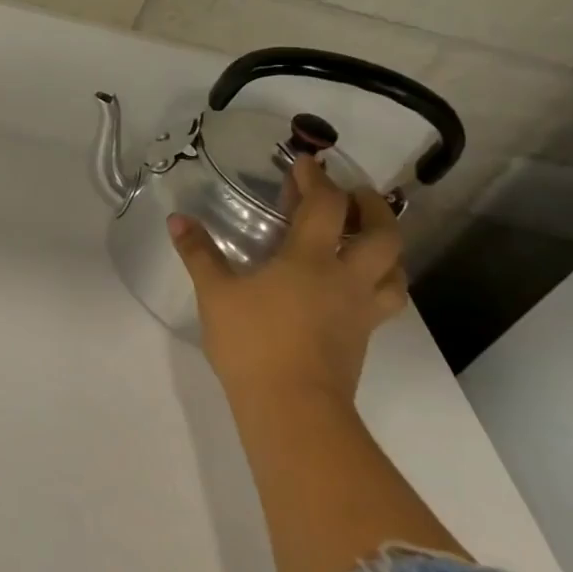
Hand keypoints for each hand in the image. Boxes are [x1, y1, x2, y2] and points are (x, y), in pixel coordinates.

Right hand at [168, 158, 406, 405]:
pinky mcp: (362, 338)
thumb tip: (177, 219)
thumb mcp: (216, 294)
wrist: (293, 408)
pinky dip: (379, 282)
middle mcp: (346, 278)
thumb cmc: (253, 343)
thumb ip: (199, 254)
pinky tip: (356, 286)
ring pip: (395, 270)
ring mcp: (360, 310)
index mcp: (311, 259)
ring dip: (387, 246)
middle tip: (354, 194)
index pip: (326, 205)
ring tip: (368, 238)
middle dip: (371, 206)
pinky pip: (384, 300)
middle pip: (382, 233)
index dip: (318, 179)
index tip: (306, 163)